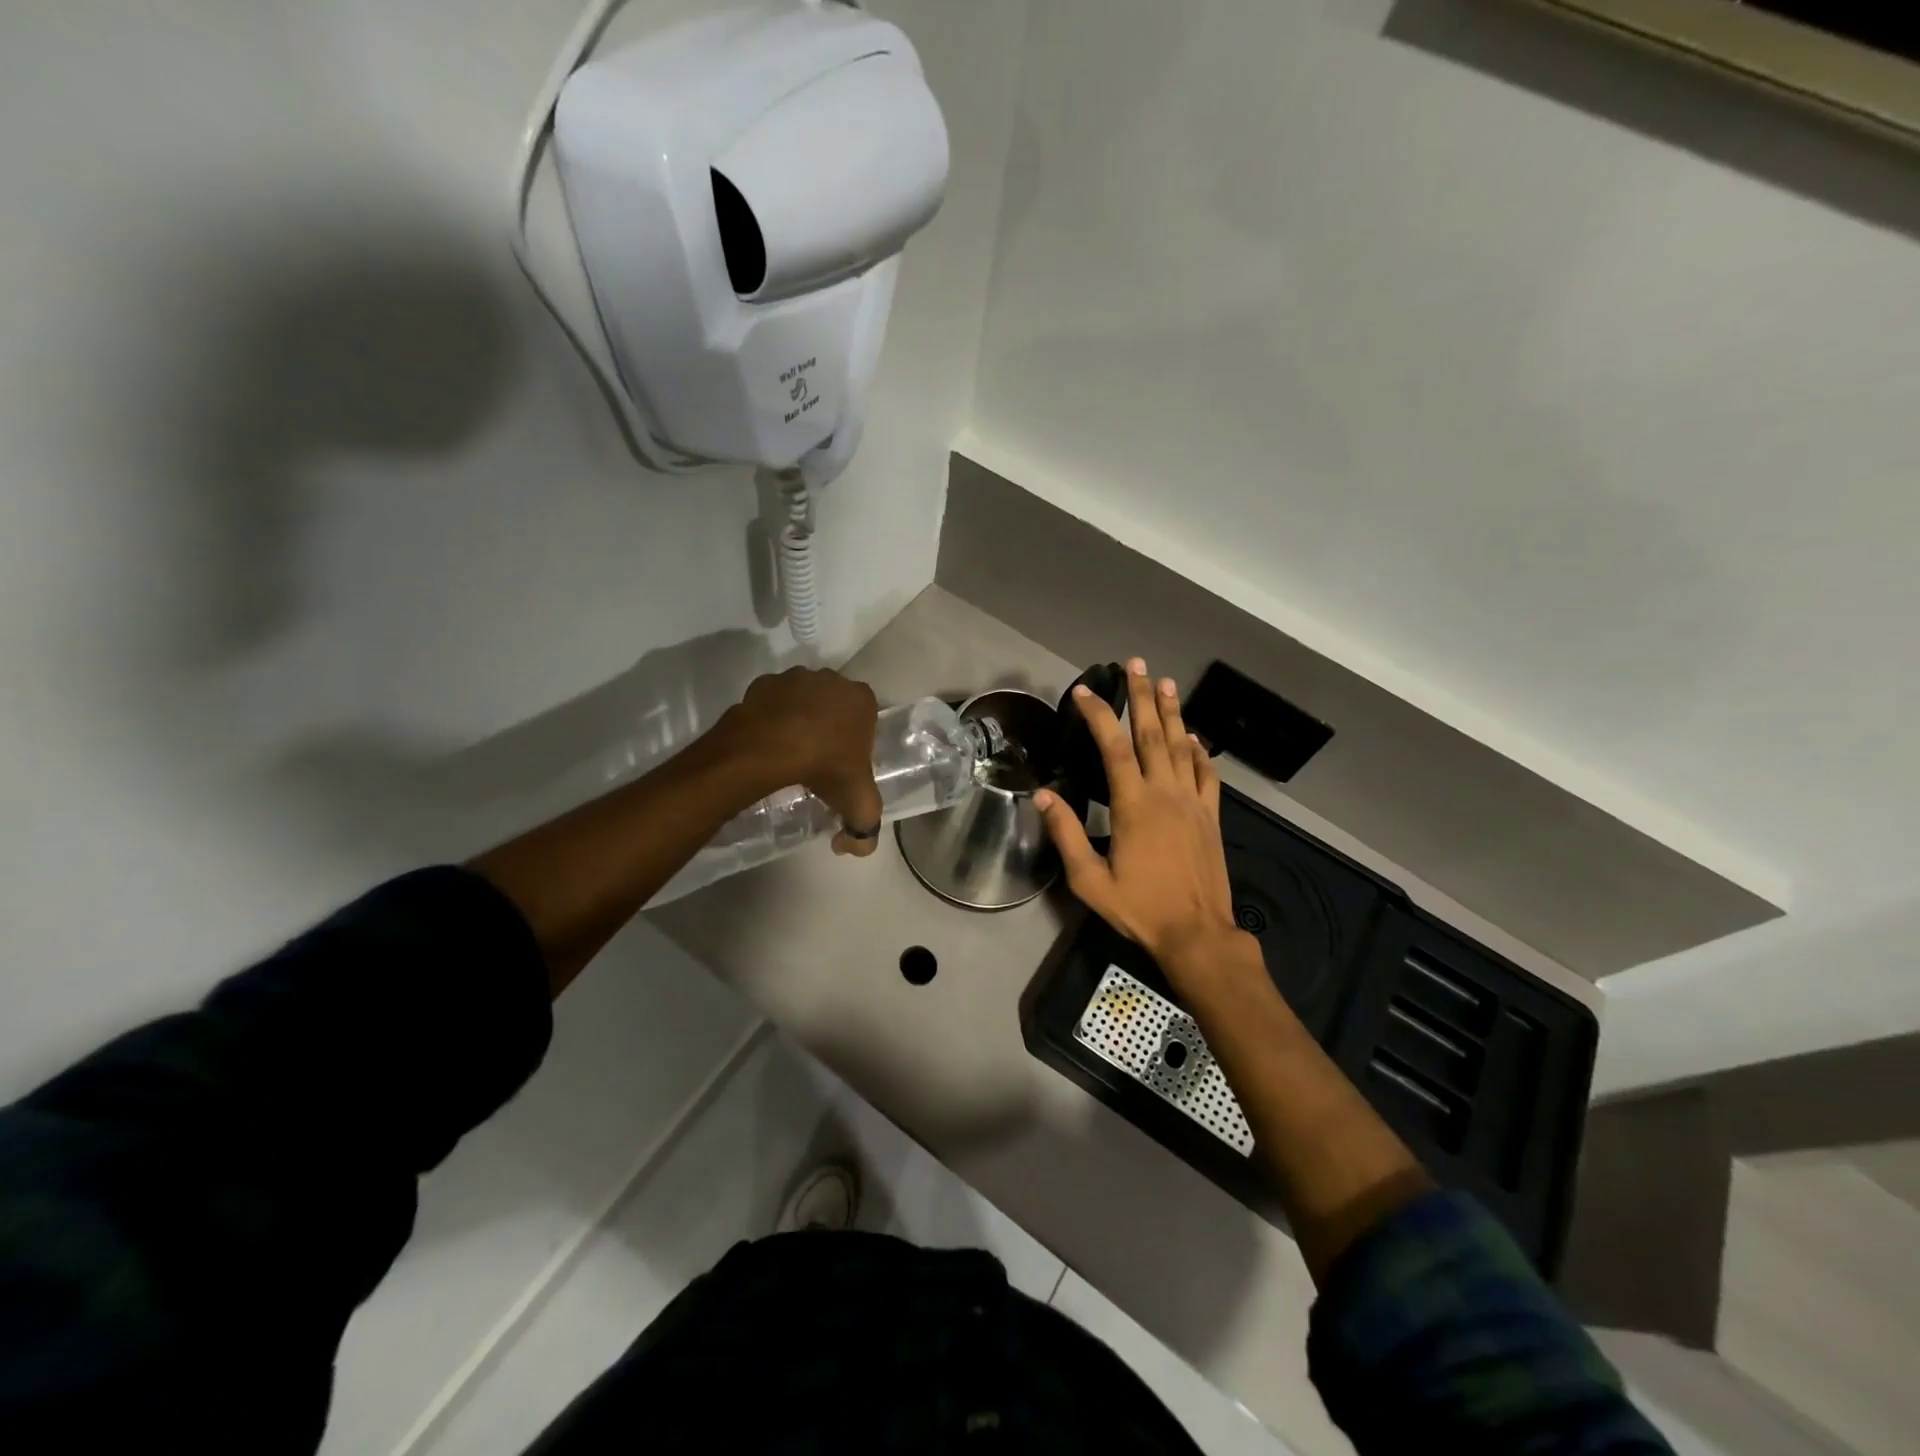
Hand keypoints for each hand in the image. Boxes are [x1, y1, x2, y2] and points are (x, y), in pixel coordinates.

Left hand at [724, 667, 883, 856]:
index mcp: (862, 699)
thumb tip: (848, 846)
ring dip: (799, 719)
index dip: (856, 742)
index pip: (867, 719)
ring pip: (803, 700)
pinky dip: (772, 717)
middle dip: (829, 728)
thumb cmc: (825, 768)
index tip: (844, 765)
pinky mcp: (763, 683)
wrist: (770, 749)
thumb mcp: (858, 806)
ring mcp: (795, 678)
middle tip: (818, 761)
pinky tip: (768, 743)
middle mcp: (831, 680)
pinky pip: (772, 702)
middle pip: (835, 706)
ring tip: (790, 752)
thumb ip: (864, 832)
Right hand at [1035, 658, 1243, 975]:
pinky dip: (1199, 751)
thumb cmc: (1139, 908)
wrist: (1197, 934)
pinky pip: (1206, 774)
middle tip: (1136, 665)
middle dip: (1142, 696)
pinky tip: (1193, 737)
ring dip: (1172, 712)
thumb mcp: (1089, 880)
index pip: (1113, 747)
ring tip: (1165, 682)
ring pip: (1182, 746)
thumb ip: (1065, 834)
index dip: (1098, 715)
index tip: (1084, 691)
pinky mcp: (1211, 817)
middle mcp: (1166, 793)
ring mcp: (1193, 803)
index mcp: (1134, 805)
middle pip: (1152, 735)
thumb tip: (1041, 796)